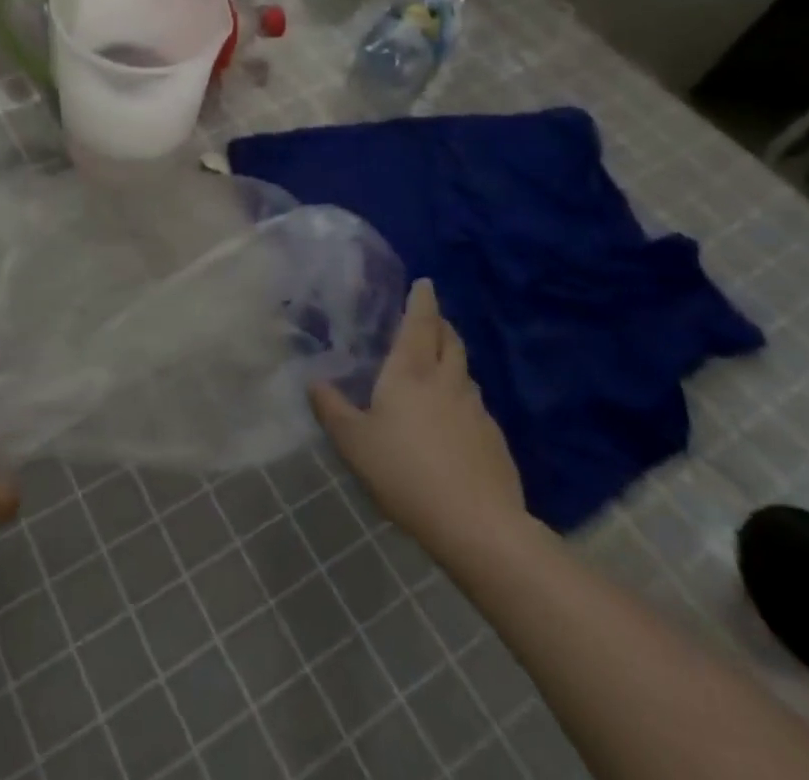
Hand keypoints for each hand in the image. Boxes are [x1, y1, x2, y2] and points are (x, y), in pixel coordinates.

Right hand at [310, 279, 524, 553]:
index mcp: (410, 372)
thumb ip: (331, 408)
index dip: (422, 300)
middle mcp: (446, 381)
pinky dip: (461, 395)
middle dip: (440, 324)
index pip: (420, 323)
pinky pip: (474, 403)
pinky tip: (451, 417)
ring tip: (436, 364)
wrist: (479, 526)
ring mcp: (476, 410)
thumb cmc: (406, 473)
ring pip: (464, 371)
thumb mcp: (353, 442)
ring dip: (451, 358)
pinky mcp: (494, 440)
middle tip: (428, 318)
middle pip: (449, 340)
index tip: (424, 282)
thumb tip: (314, 381)